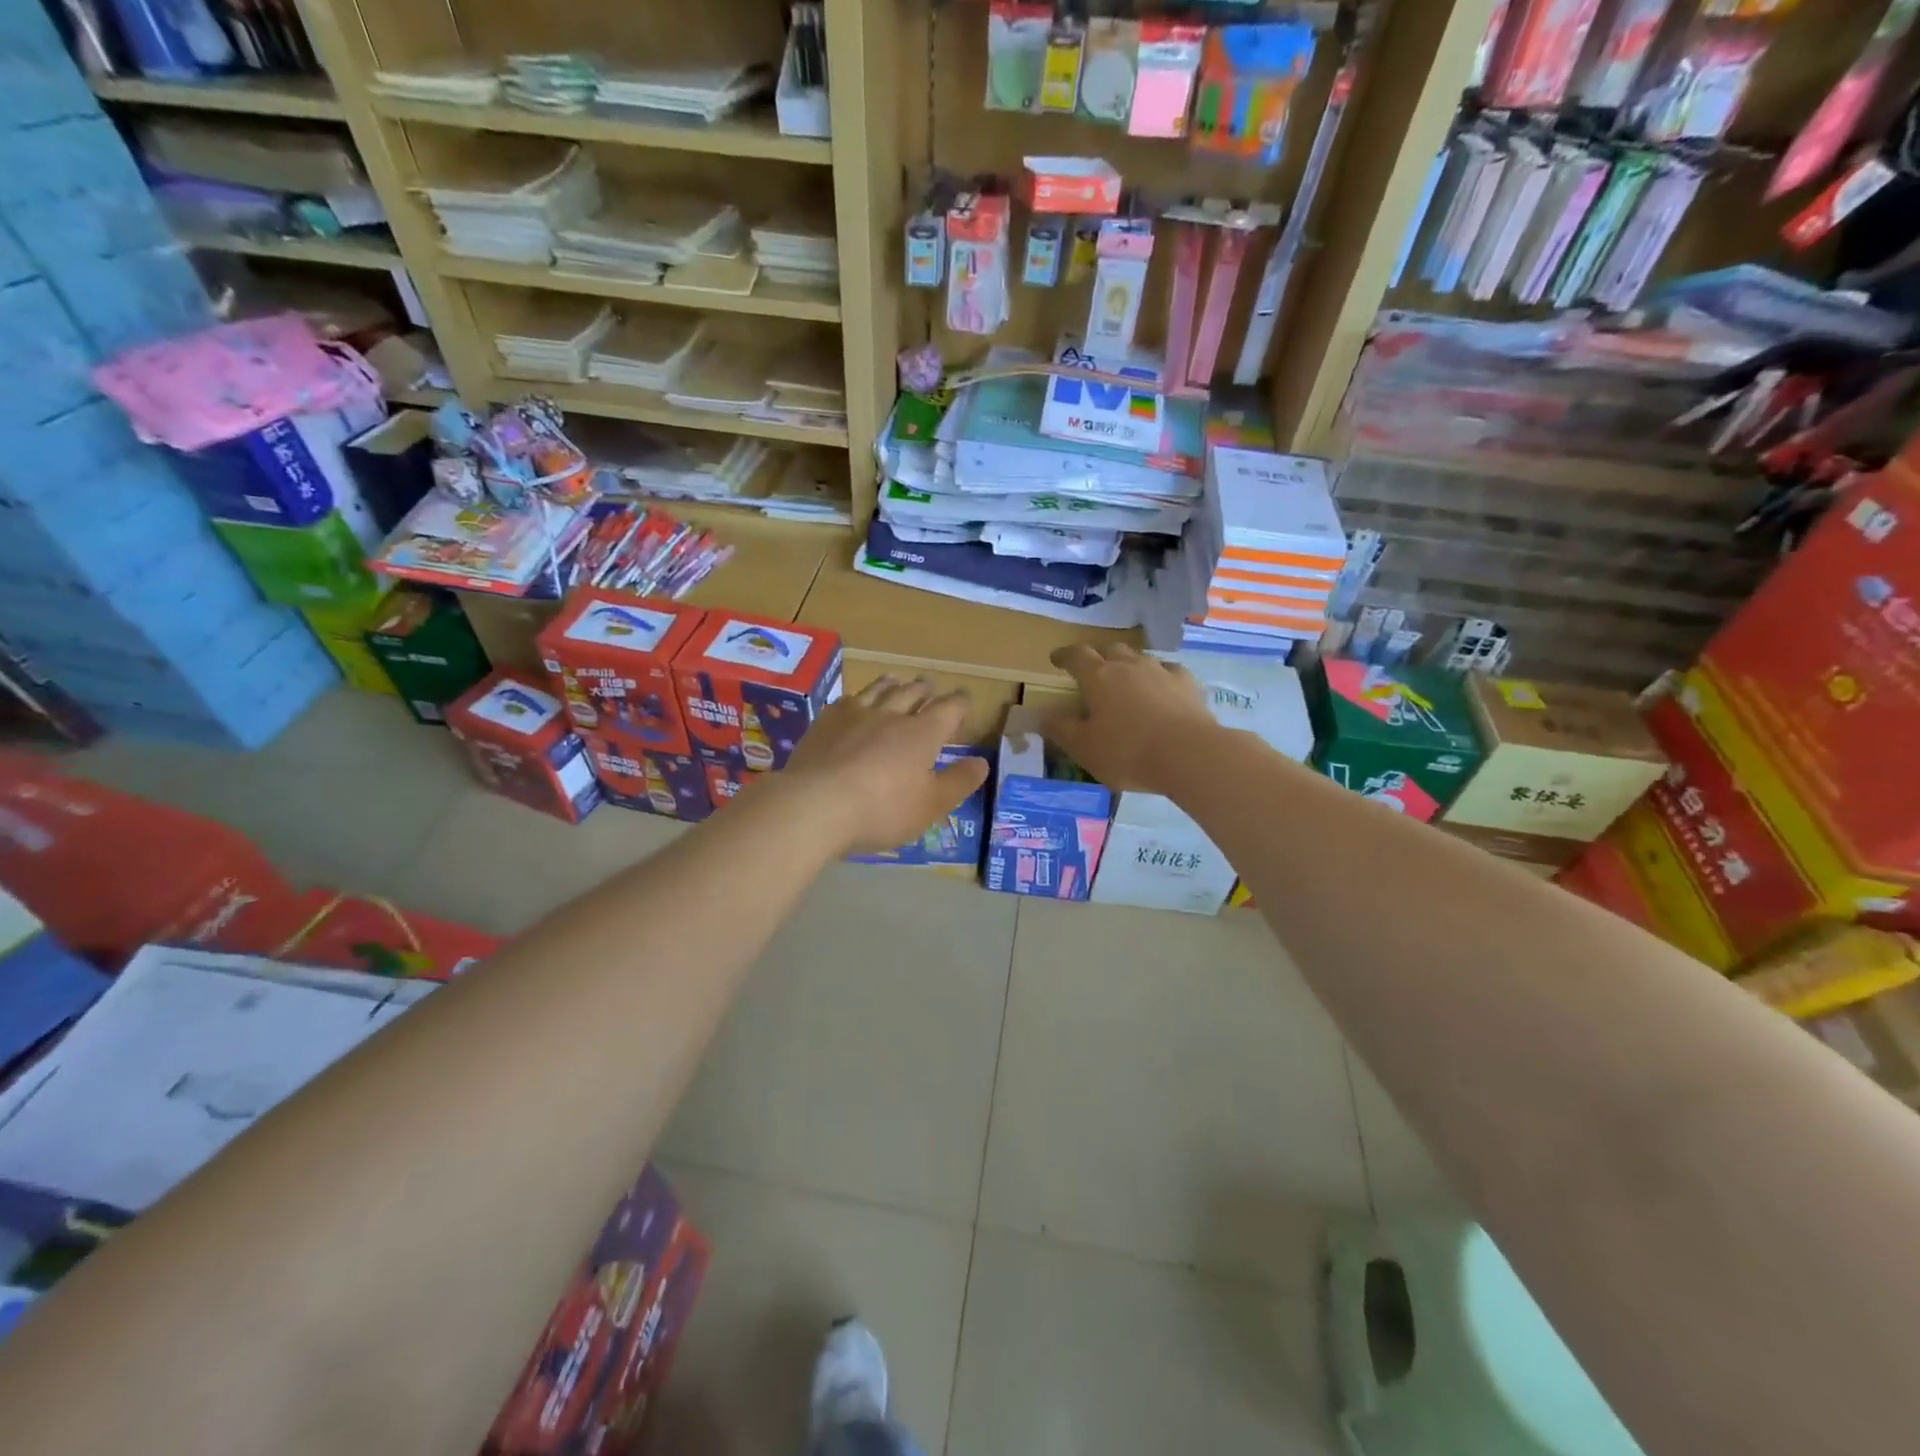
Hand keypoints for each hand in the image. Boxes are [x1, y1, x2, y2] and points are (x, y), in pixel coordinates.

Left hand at [779, 676, 991, 854]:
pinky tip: (852, 702)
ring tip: (895, 679)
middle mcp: (890, 715)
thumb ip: (958, 782)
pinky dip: (857, 698)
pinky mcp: (824, 723)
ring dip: (890, 684)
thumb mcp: (930, 805)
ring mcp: (854, 715)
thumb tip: (982, 762)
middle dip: (924, 689)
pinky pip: (846, 701)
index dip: (959, 702)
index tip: (965, 697)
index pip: (948, 709)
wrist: (815, 804)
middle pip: (911, 693)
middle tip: (929, 684)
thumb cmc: (882, 809)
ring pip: (877, 691)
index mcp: (922, 733)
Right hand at [1040, 643, 1216, 794]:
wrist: (1188, 754)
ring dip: (1129, 666)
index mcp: (1098, 677)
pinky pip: (1169, 671)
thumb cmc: (1127, 751)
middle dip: (1099, 657)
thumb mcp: (1084, 748)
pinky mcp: (1187, 684)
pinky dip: (1160, 677)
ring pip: (1140, 658)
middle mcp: (1129, 665)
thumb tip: (1044, 716)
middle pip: (1110, 650)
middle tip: (1094, 672)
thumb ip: (1061, 730)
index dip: (1064, 656)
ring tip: (1127, 682)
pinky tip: (1162, 690)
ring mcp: (1161, 671)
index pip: (1076, 656)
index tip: (1056, 659)